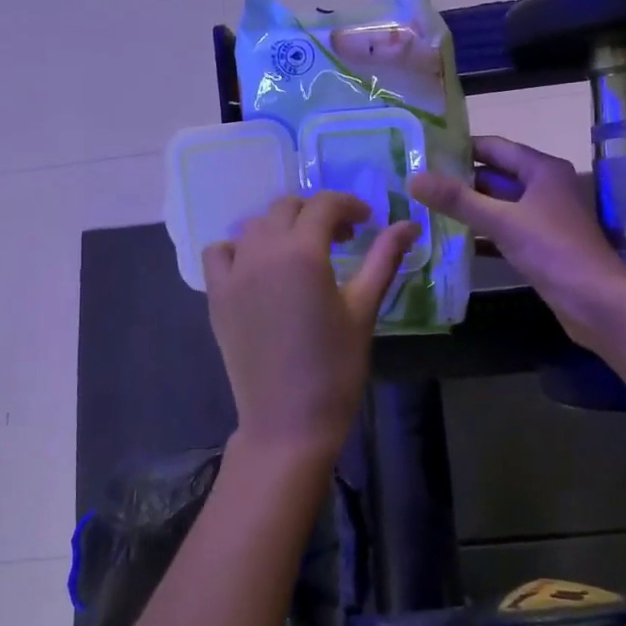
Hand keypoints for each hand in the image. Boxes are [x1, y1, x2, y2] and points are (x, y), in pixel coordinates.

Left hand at [203, 193, 419, 469]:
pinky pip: (220, 253)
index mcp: (302, 252)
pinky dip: (239, 248)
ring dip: (281, 227)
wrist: (288, 420)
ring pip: (254, 226)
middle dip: (317, 214)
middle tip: (342, 239)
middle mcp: (261, 252)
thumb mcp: (364, 309)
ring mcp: (233, 274)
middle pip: (286, 208)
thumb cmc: (335, 368)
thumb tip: (409, 225)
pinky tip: (259, 269)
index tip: (367, 223)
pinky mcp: (217, 297)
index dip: (349, 206)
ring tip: (303, 253)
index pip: (324, 205)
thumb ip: (384, 259)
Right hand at [410, 136, 625, 346]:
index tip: (422, 151)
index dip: (459, 148)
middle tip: (415, 183)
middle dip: (458, 181)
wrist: (597, 302)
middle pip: (494, 176)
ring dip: (467, 209)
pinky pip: (502, 232)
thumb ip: (458, 200)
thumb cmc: (554, 251)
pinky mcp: (538, 246)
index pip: (493, 147)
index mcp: (542, 170)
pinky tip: (450, 241)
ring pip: (497, 206)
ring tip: (424, 209)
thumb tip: (414, 178)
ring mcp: (542, 218)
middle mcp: (543, 188)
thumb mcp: (503, 221)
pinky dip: (480, 235)